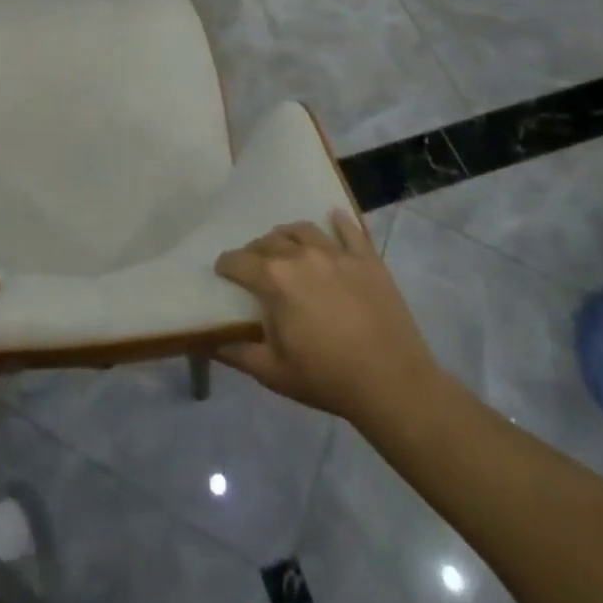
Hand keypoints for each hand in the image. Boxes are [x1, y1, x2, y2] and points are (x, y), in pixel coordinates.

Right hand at [214, 210, 444, 433]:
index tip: (223, 273)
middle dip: (255, 251)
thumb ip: (237, 353)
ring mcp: (336, 253)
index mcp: (274, 280)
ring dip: (288, 235)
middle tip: (255, 267)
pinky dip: (338, 221)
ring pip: (303, 230)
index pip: (238, 261)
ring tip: (287, 246)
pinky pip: (349, 230)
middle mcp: (300, 255)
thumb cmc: (327, 379)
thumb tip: (208, 342)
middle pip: (268, 241)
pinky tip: (333, 217)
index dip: (226, 266)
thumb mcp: (273, 373)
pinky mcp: (367, 259)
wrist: (394, 385)